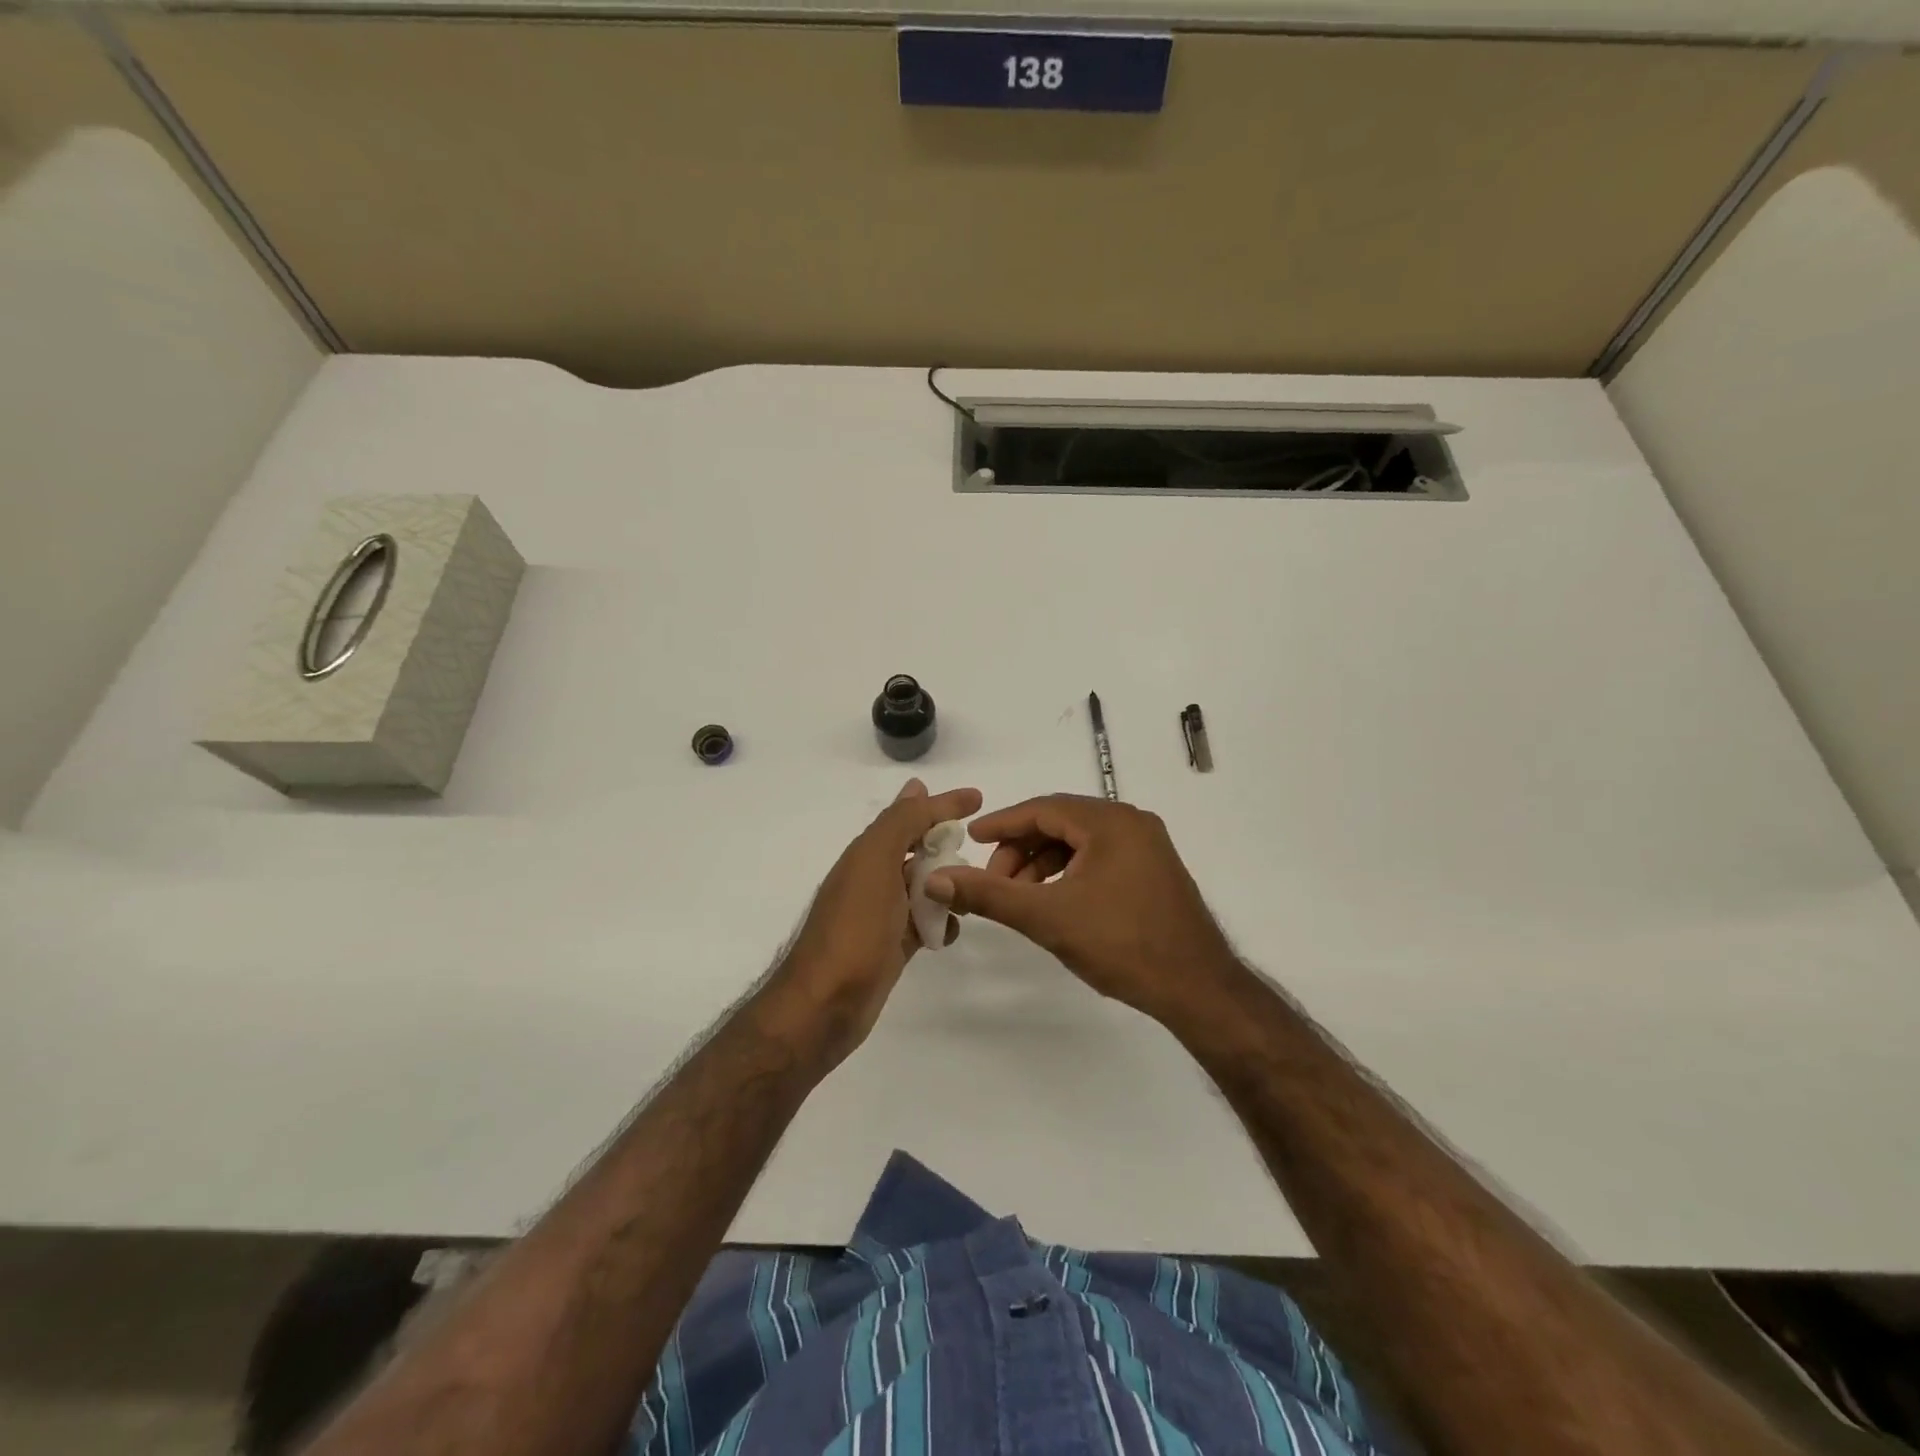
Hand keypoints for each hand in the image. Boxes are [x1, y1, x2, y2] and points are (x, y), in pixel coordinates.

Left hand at [766, 779, 982, 1068]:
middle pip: (916, 850)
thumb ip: (898, 824)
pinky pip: (923, 923)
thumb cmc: (854, 929)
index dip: (942, 805)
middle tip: (978, 846)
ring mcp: (881, 915)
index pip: (909, 816)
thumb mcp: (875, 864)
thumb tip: (917, 786)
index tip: (978, 798)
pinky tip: (952, 930)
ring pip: (922, 887)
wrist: (825, 1004)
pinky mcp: (891, 946)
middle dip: (945, 844)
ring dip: (947, 883)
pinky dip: (940, 921)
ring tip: (975, 889)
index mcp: (866, 854)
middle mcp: (872, 878)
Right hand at [925, 794, 1238, 1024]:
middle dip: (1021, 850)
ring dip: (1044, 864)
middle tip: (994, 880)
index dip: (1002, 824)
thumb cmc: (1121, 944)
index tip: (970, 838)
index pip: (1043, 809)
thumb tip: (936, 880)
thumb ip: (989, 895)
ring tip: (1020, 897)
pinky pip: (1100, 858)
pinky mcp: (1154, 871)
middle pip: (1061, 823)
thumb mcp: (1047, 917)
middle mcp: (1132, 823)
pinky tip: (1054, 902)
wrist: (1197, 989)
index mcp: (1110, 822)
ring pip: (1080, 843)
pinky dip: (1069, 874)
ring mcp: (1148, 847)